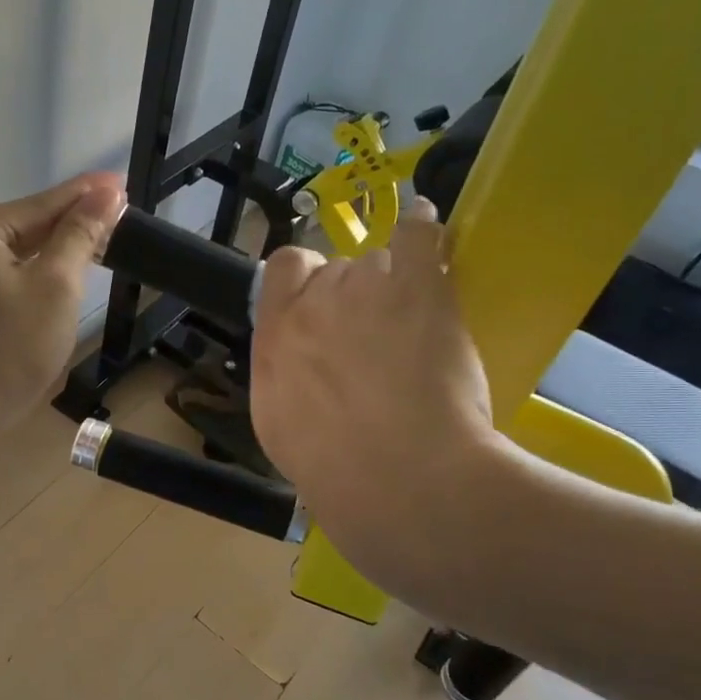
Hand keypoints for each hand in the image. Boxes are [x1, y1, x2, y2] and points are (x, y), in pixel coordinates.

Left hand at [0, 172, 125, 444]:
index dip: (87, 197)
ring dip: (44, 257)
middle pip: (20, 229)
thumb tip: (105, 192)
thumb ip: (79, 235)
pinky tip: (43, 287)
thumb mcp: (55, 288)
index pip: (41, 205)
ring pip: (4, 257)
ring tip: (87, 253)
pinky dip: (18, 280)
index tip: (120, 184)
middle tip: (113, 225)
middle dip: (66, 230)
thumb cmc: (6, 354)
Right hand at [250, 200, 499, 592]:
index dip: (303, 279)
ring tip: (414, 328)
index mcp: (276, 336)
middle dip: (353, 295)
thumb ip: (282, 376)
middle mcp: (314, 303)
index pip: (282, 270)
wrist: (400, 481)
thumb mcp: (279, 426)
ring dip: (391, 286)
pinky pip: (418, 235)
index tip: (319, 301)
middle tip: (377, 335)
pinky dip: (422, 226)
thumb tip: (295, 361)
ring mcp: (365, 290)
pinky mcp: (419, 289)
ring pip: (378, 265)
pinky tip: (424, 219)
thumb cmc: (334, 470)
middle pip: (336, 271)